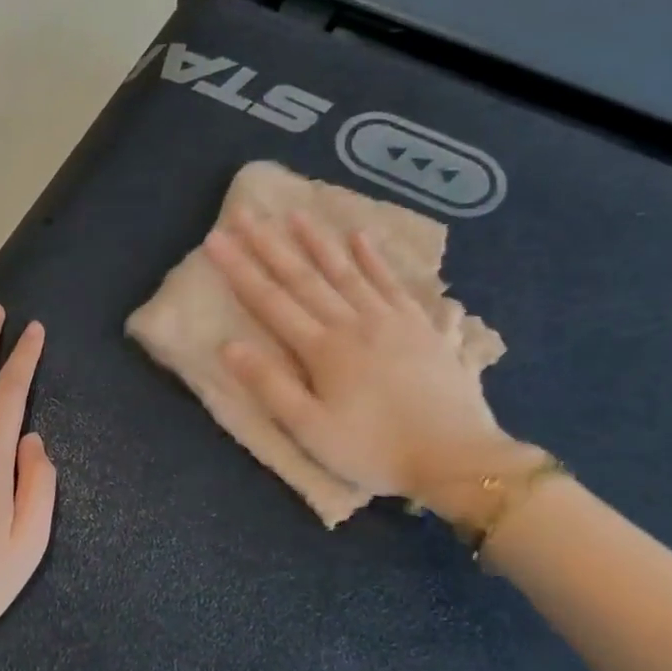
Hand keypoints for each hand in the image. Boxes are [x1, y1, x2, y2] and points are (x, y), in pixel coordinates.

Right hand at [203, 210, 522, 508]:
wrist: (455, 457)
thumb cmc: (373, 450)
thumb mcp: (310, 429)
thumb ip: (270, 385)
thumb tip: (229, 346)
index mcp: (323, 349)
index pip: (271, 301)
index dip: (240, 269)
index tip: (216, 238)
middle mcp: (354, 323)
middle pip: (304, 277)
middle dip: (270, 244)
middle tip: (247, 213)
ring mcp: (391, 320)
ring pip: (347, 271)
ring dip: (319, 242)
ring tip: (296, 214)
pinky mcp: (421, 327)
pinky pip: (393, 283)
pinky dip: (375, 259)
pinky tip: (362, 238)